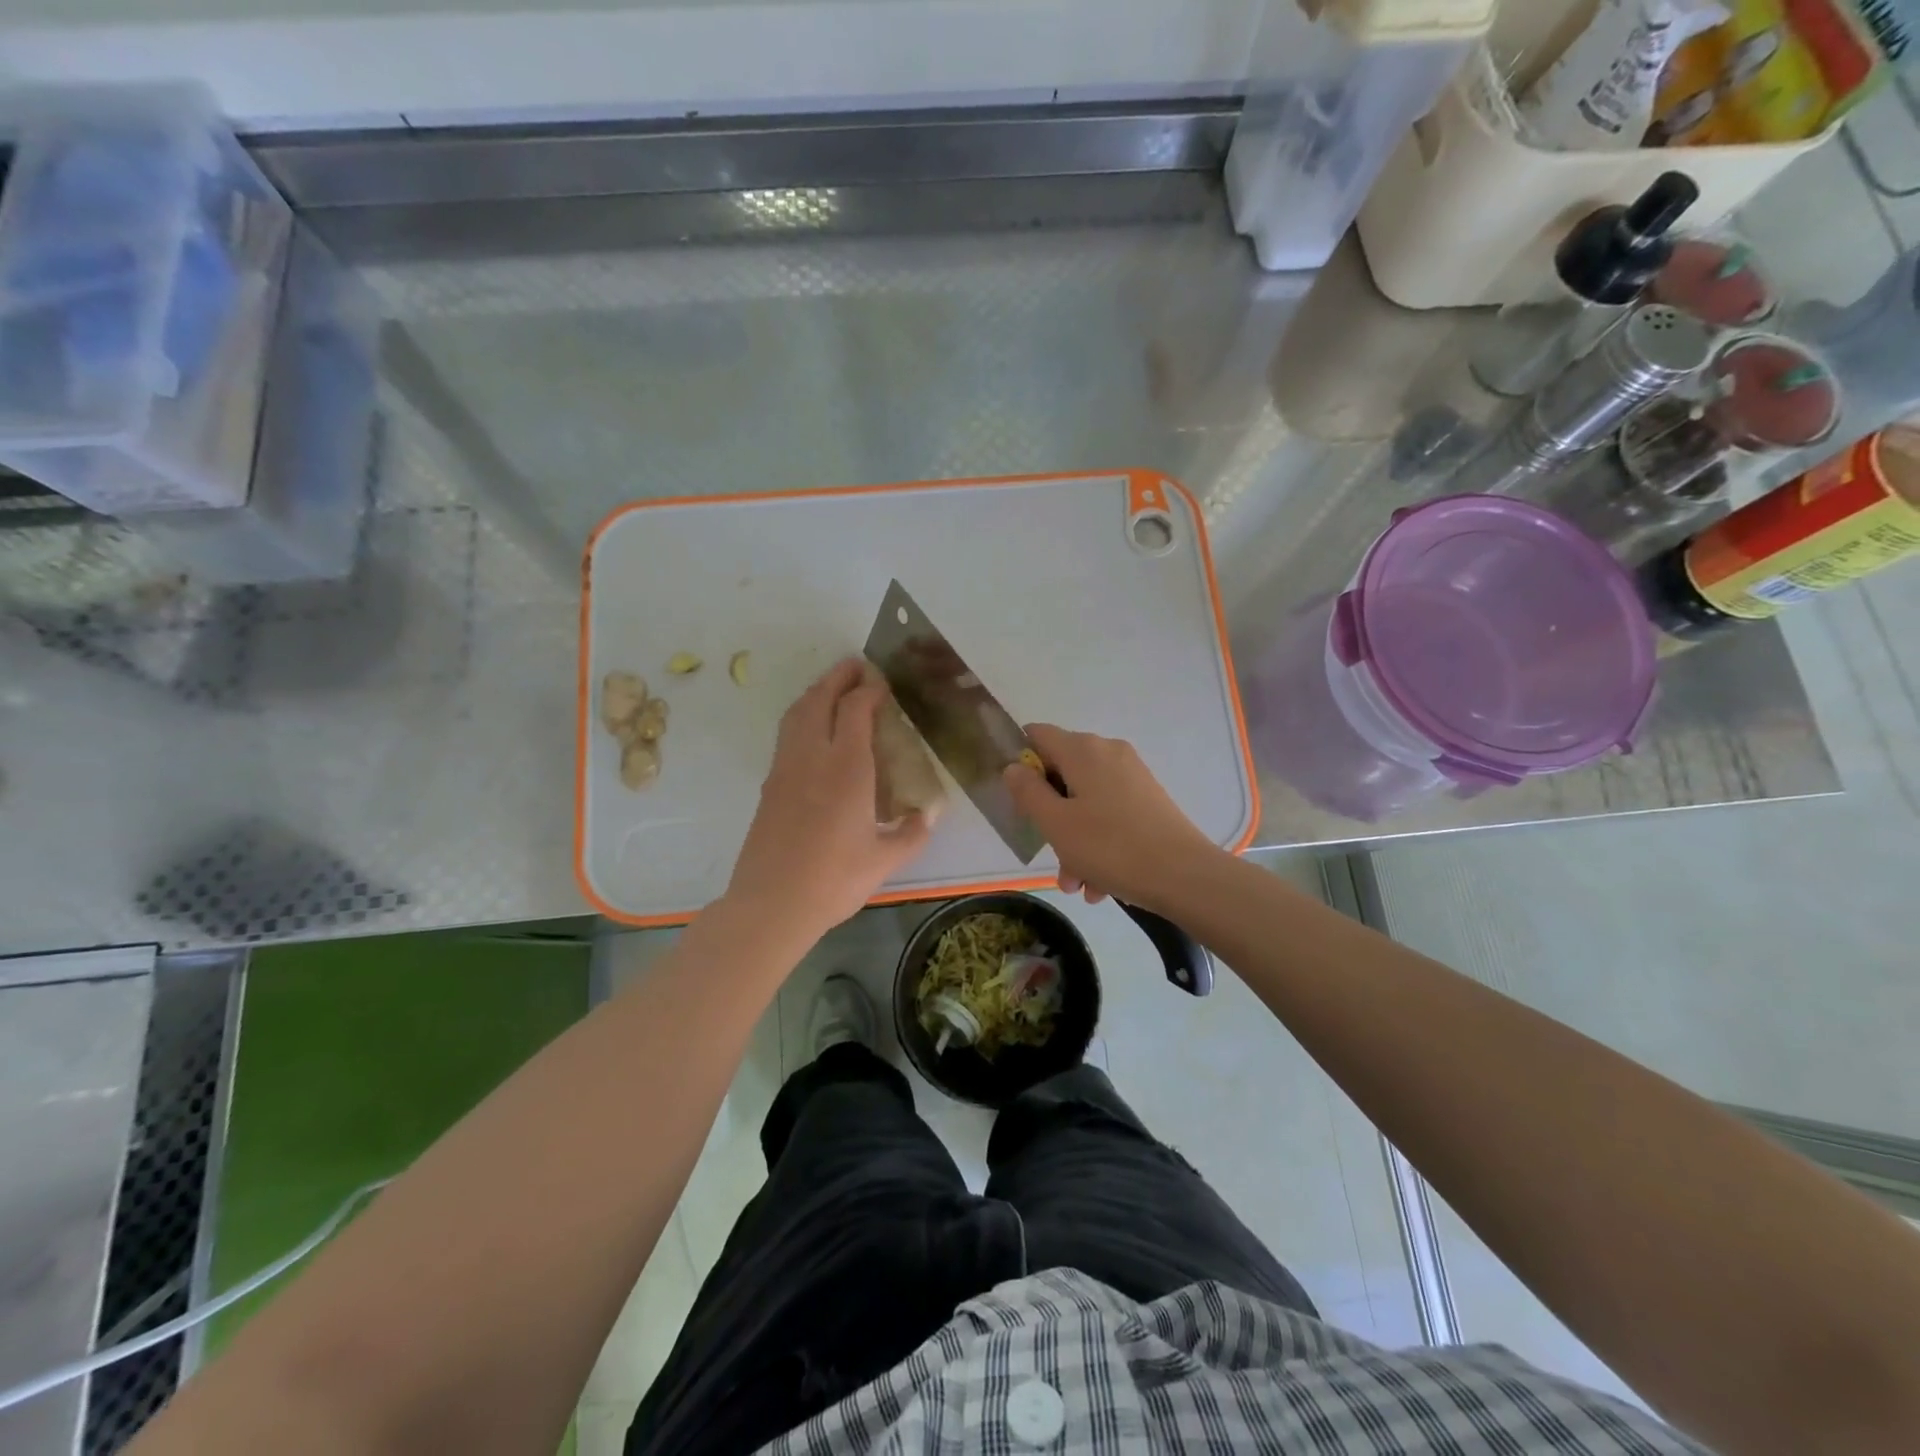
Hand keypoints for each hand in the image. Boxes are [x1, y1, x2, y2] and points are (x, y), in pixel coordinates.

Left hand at [725, 658, 930, 938]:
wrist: (771, 904)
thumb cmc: (834, 881)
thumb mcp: (885, 860)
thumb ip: (912, 833)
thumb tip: (929, 814)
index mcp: (847, 769)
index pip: (856, 710)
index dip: (869, 690)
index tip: (883, 685)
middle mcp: (813, 757)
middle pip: (820, 699)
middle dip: (839, 677)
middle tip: (856, 666)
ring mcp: (785, 768)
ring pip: (797, 713)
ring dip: (816, 692)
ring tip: (833, 687)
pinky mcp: (770, 784)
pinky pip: (787, 734)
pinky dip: (802, 716)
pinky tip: (813, 729)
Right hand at [1002, 723, 1219, 911]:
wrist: (1185, 876)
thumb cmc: (1110, 846)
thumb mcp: (1055, 823)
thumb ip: (1027, 792)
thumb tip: (1014, 767)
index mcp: (1083, 749)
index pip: (1036, 735)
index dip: (1020, 762)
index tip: (1017, 799)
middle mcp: (1108, 753)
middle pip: (1062, 774)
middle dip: (1049, 815)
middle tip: (1048, 853)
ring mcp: (1132, 777)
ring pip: (1086, 802)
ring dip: (1073, 841)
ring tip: (1077, 884)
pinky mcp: (1149, 800)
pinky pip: (1110, 815)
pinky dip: (1099, 844)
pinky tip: (1099, 885)